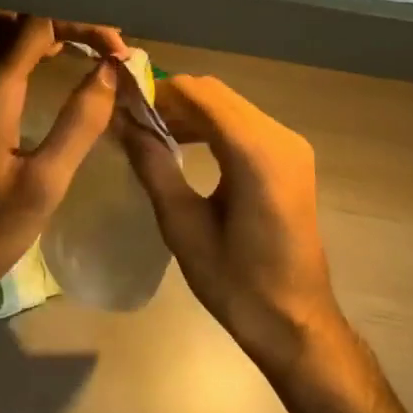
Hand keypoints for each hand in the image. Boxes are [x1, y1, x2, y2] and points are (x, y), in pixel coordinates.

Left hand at [0, 13, 127, 313]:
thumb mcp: (45, 183)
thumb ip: (80, 122)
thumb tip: (109, 71)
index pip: (36, 23)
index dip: (83, 25)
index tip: (120, 52)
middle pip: (10, 16)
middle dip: (59, 16)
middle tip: (101, 42)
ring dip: (38, 29)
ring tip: (83, 48)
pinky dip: (20, 49)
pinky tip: (47, 69)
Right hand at [117, 75, 346, 375]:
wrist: (294, 320)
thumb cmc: (236, 283)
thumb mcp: (184, 226)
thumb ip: (154, 166)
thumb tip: (124, 124)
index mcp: (256, 154)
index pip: (199, 95)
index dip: (157, 92)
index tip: (119, 102)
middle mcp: (280, 137)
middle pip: (216, 94)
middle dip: (171, 100)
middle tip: (129, 119)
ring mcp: (290, 146)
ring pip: (230, 106)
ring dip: (190, 112)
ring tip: (148, 132)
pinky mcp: (291, 158)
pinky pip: (245, 125)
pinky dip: (211, 126)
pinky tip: (184, 145)